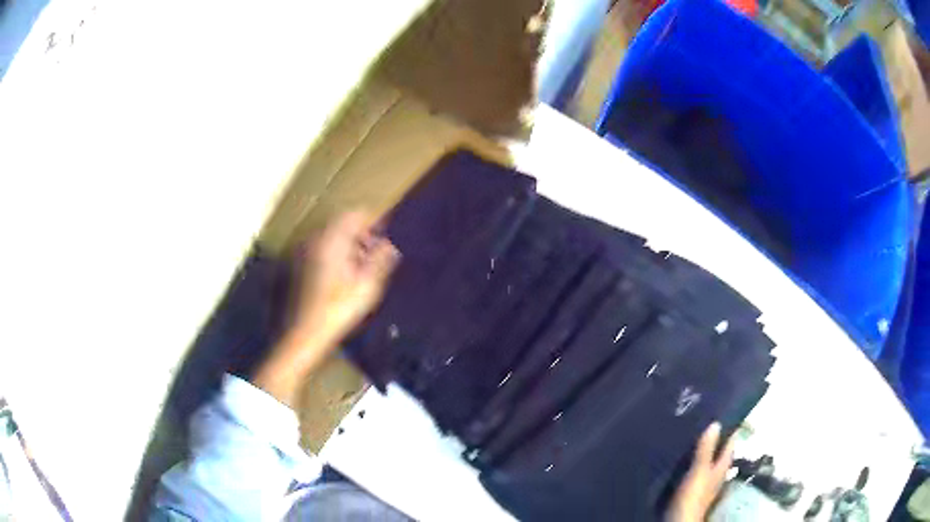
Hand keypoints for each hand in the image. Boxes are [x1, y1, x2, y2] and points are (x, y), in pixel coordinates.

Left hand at [295, 210, 399, 342]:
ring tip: (368, 266)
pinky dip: (342, 254)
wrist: (308, 331)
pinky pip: (328, 249)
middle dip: (365, 234)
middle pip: (345, 224)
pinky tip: (351, 275)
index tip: (389, 234)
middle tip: (381, 252)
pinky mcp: (306, 264)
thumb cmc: (339, 307)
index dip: (375, 221)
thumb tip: (392, 243)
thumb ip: (382, 259)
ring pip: (337, 237)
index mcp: (333, 239)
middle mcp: (319, 239)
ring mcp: (310, 251)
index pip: (356, 214)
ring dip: (354, 245)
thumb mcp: (368, 284)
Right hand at [666, 422, 734, 521]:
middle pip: (720, 453)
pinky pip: (697, 471)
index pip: (730, 444)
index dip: (729, 430)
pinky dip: (694, 463)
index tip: (723, 414)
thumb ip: (706, 449)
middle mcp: (717, 473)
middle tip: (705, 423)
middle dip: (715, 440)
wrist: (679, 520)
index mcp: (722, 466)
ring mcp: (706, 483)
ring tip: (693, 437)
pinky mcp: (693, 490)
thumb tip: (716, 423)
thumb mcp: (699, 470)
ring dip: (703, 452)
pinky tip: (684, 460)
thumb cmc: (693, 495)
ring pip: (708, 462)